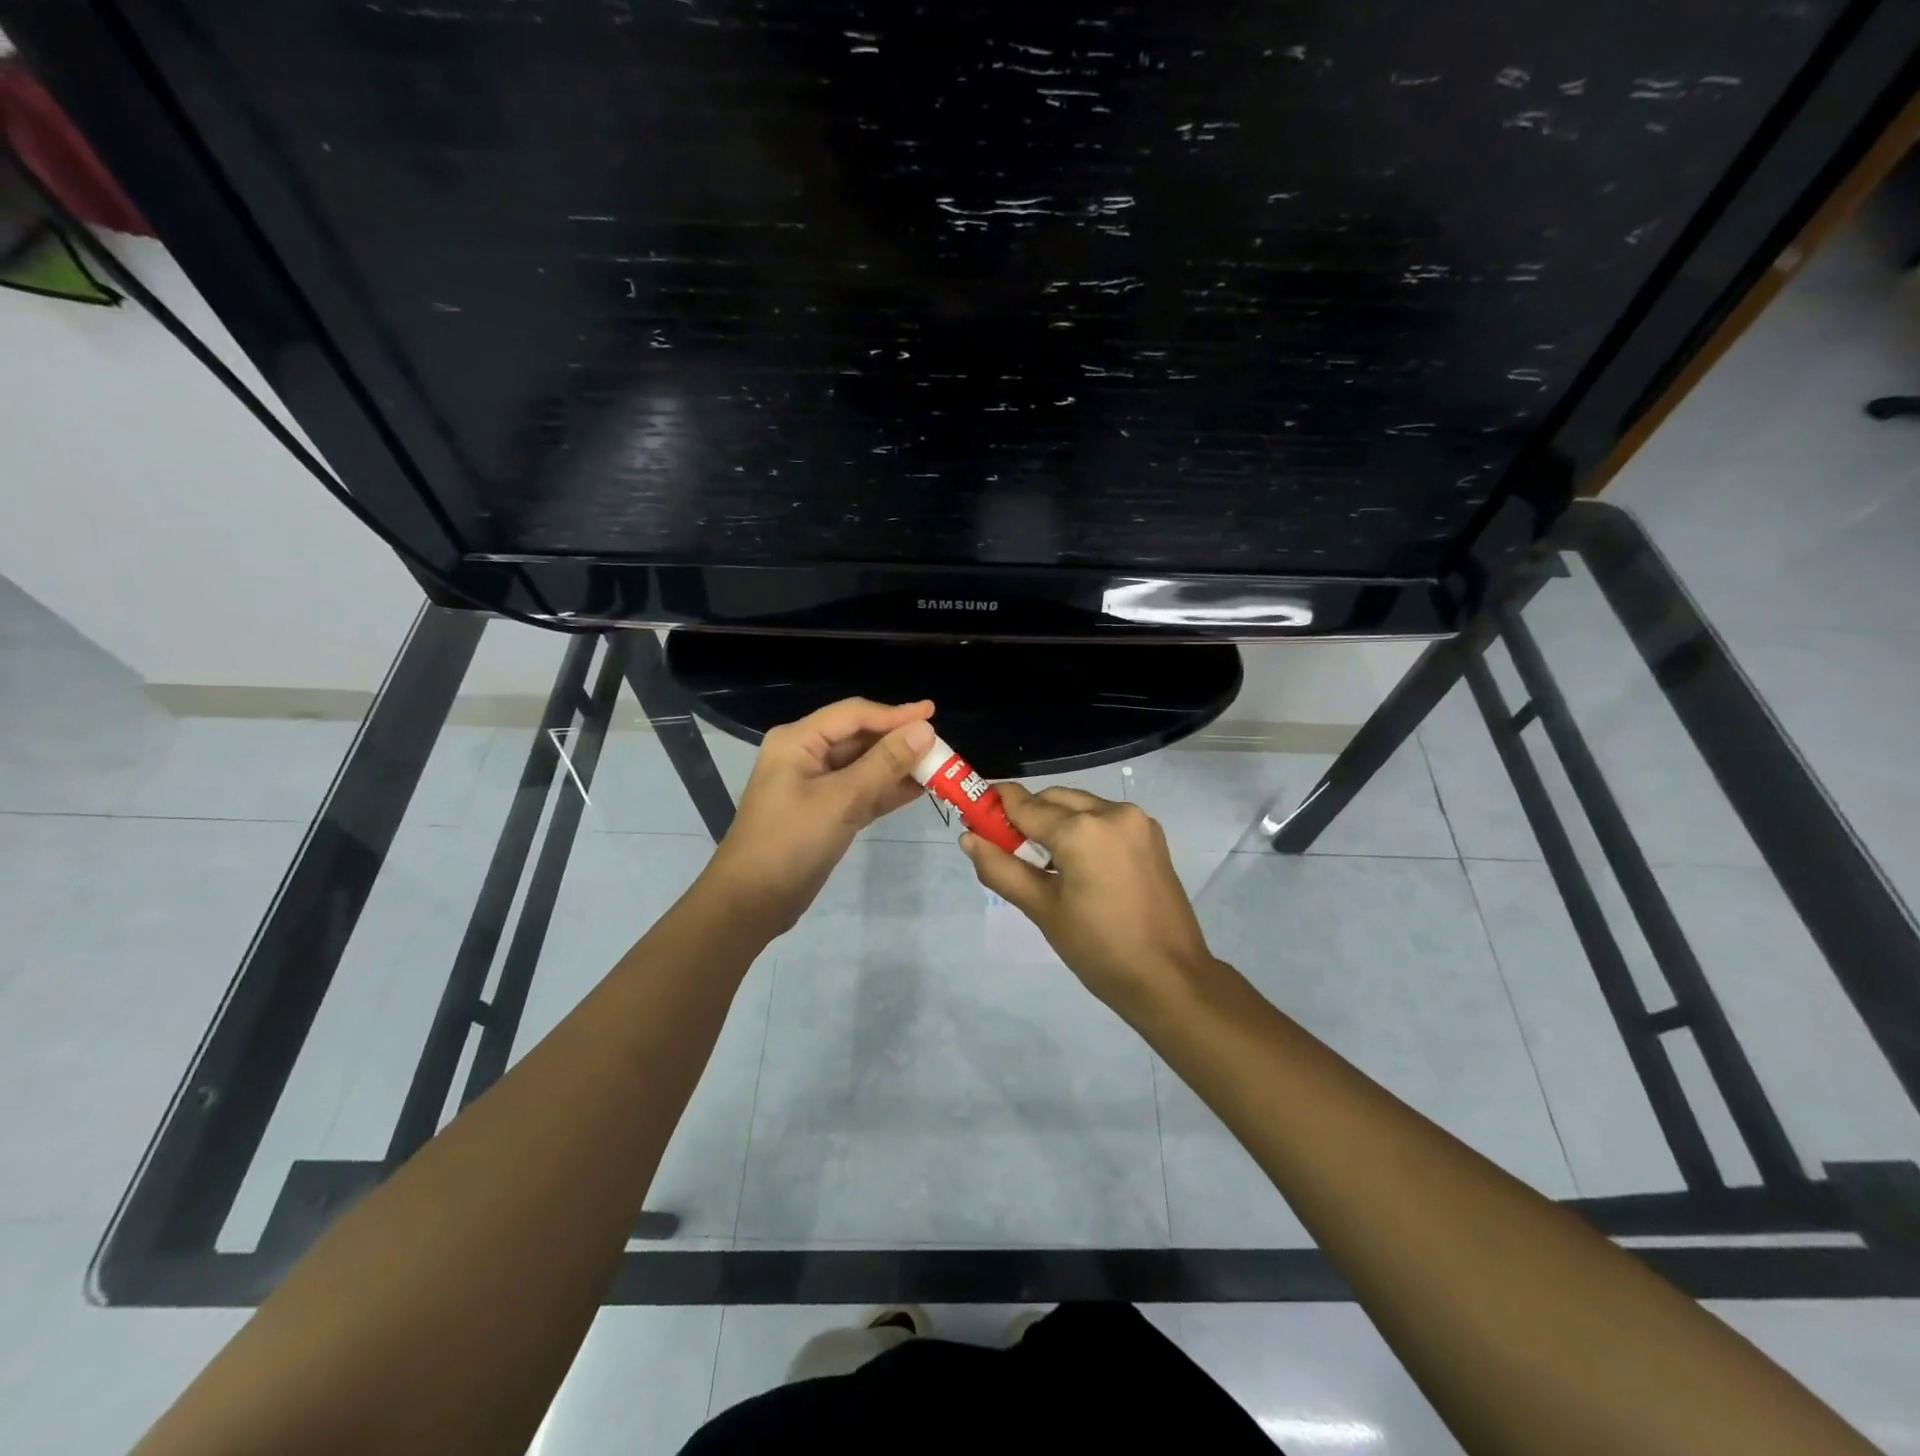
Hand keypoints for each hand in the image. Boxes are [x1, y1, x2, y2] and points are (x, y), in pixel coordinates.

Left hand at [704, 697, 935, 934]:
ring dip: (897, 767)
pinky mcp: (825, 812)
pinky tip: (918, 790)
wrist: (752, 901)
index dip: (895, 714)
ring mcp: (815, 785)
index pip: (854, 715)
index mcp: (799, 741)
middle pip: (860, 737)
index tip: (933, 713)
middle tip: (941, 746)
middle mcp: (806, 755)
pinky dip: (887, 790)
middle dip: (899, 741)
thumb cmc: (791, 842)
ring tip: (938, 767)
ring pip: (864, 766)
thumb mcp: (841, 800)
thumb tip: (925, 731)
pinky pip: (862, 791)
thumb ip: (884, 764)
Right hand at [959, 783, 1218, 1018]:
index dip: (995, 806)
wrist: (1170, 978)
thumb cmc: (1099, 949)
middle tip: (1007, 849)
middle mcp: (1112, 812)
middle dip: (1027, 816)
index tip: (973, 813)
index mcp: (1082, 829)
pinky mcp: (1152, 835)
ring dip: (1056, 822)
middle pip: (1053, 799)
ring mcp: (1137, 821)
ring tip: (1044, 864)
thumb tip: (968, 839)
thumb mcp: (1043, 910)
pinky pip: (1105, 818)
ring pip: (1080, 805)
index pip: (1025, 805)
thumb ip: (1001, 869)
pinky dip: (1084, 829)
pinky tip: (1077, 865)